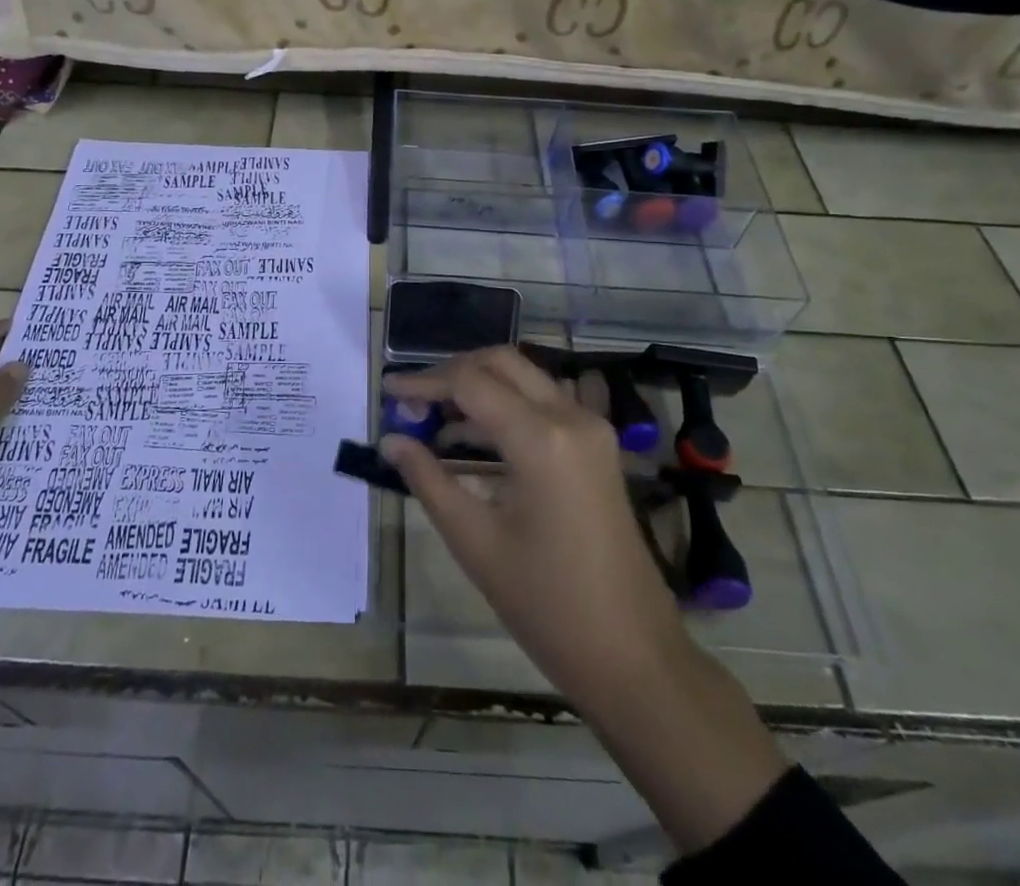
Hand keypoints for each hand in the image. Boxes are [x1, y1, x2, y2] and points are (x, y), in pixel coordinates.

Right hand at [380, 347, 686, 702]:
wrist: (633, 655)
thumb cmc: (547, 605)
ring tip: (432, 419)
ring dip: (479, 386)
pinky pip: (544, 403)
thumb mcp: (475, 542)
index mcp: (541, 438)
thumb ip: (428, 480)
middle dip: (452, 372)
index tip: (387, 389)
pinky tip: (472, 436)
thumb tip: (390, 440)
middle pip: (501, 363)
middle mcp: (571, 417)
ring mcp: (591, 428)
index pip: (470, 383)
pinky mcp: (597, 446)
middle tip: (413, 400)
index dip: (424, 381)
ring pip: (524, 378)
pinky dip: (505, 406)